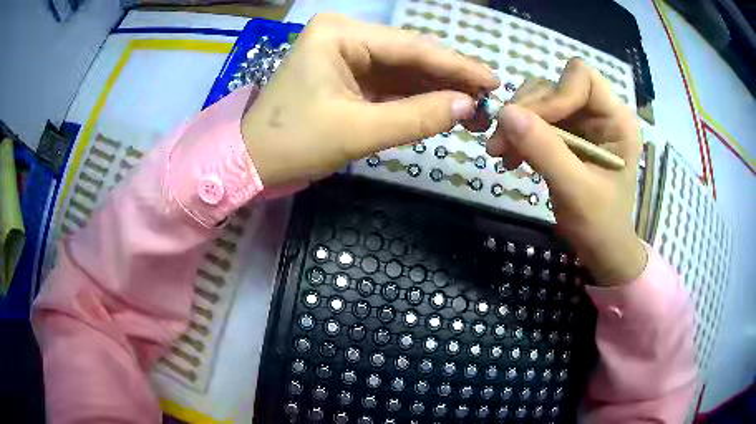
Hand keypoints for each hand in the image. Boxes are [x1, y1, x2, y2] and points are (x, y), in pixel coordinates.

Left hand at [241, 13, 498, 186]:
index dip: (456, 66)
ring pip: (403, 68)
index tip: (493, 81)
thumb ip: (416, 117)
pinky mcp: (346, 73)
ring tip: (472, 107)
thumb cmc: (294, 144)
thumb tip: (467, 107)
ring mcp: (345, 52)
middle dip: (448, 78)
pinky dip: (415, 96)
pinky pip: (389, 81)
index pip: (411, 48)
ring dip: (435, 88)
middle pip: (409, 55)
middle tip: (487, 100)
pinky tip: (441, 106)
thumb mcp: (357, 131)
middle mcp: (344, 34)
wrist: (252, 161)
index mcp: (340, 34)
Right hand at [486, 59, 645, 285]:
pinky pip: (536, 119)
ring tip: (502, 153)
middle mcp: (600, 112)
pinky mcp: (568, 134)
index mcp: (616, 120)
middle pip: (555, 85)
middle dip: (526, 111)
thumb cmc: (599, 225)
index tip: (528, 125)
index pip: (581, 78)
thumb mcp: (575, 190)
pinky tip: (511, 157)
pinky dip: (518, 134)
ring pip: (540, 100)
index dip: (554, 95)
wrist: (601, 249)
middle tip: (500, 143)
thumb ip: (545, 150)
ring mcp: (582, 122)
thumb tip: (505, 113)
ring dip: (516, 122)